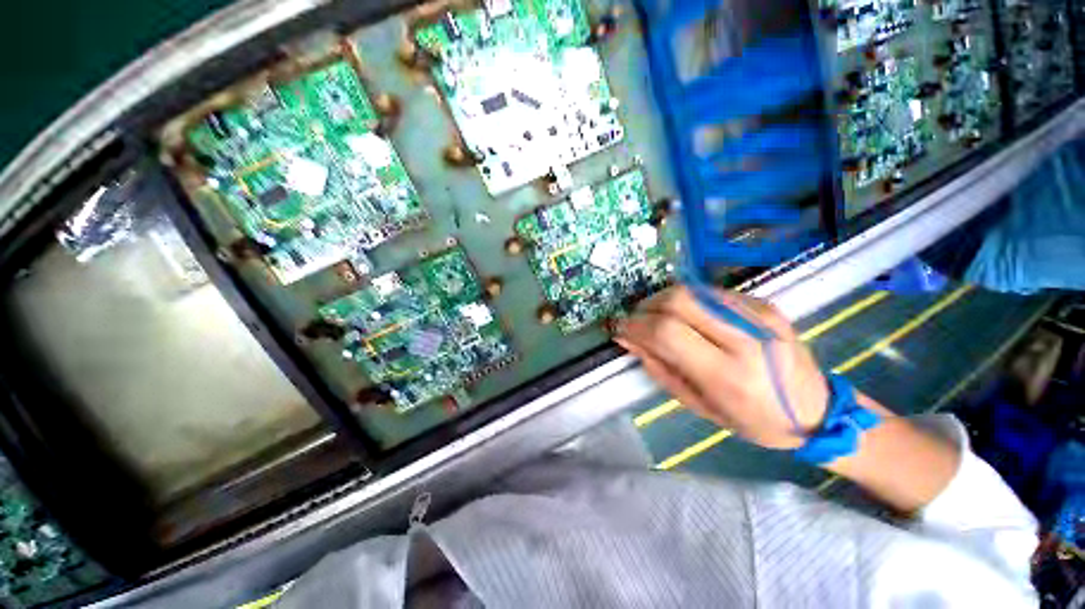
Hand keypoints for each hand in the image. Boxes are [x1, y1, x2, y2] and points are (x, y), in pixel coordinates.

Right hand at [614, 286, 828, 449]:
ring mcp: (759, 315)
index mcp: (729, 375)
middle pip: (679, 300)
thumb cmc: (754, 420)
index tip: (620, 329)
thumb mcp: (698, 405)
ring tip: (655, 316)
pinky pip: (710, 292)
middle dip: (646, 307)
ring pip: (693, 289)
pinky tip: (685, 315)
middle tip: (636, 321)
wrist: (818, 410)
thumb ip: (659, 368)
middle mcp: (746, 337)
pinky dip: (686, 300)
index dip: (636, 326)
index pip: (668, 332)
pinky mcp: (764, 303)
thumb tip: (629, 339)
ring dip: (663, 300)